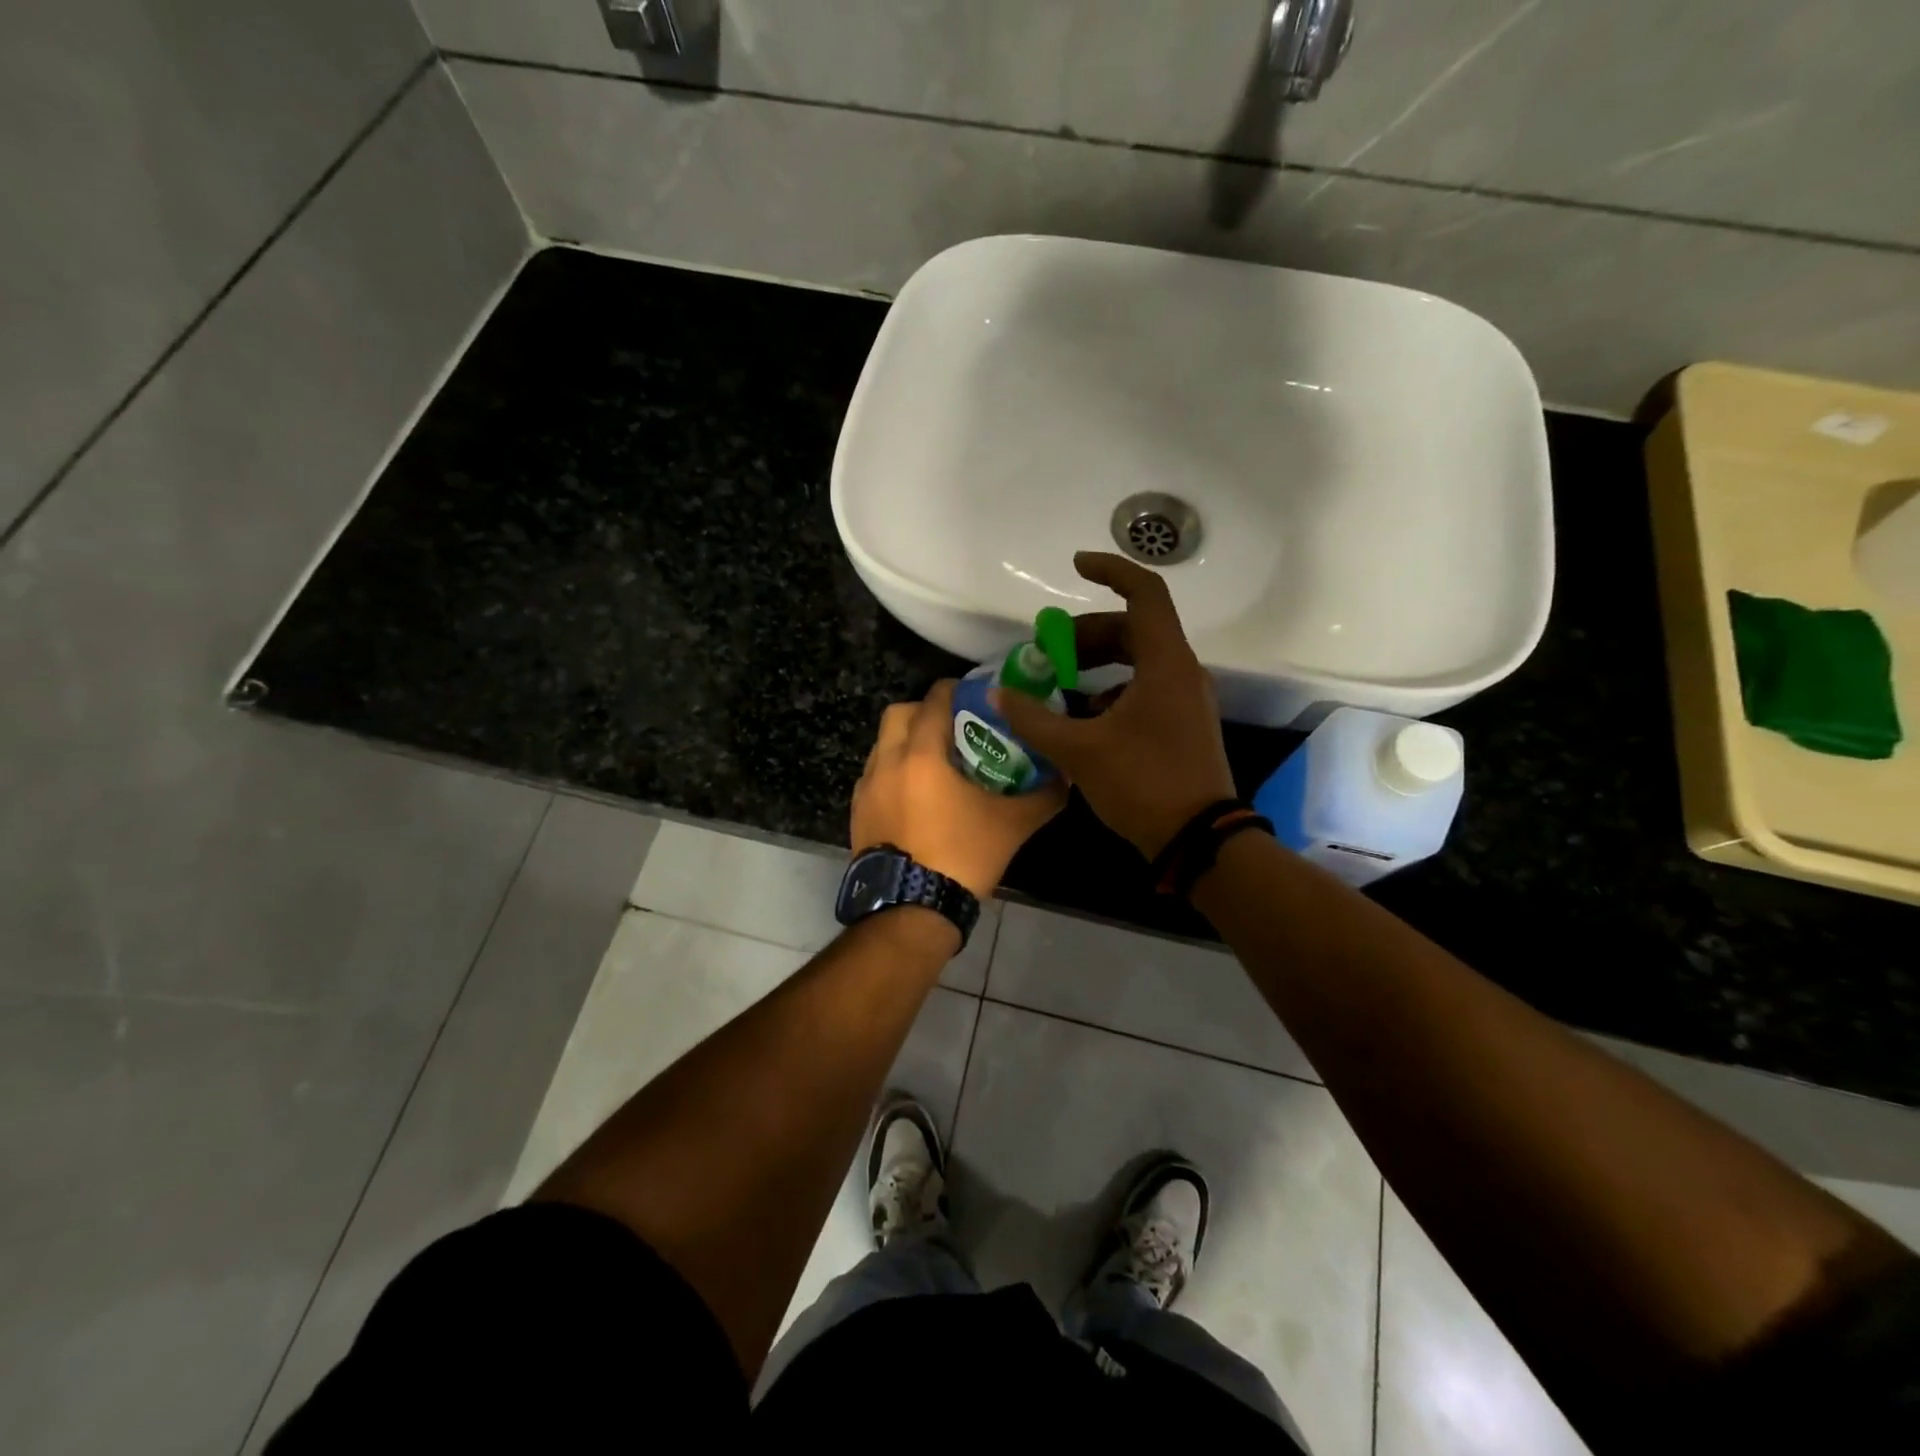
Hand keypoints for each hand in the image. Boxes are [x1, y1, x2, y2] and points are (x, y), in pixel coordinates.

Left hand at [851, 680, 1066, 899]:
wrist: (910, 910)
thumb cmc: (961, 857)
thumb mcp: (1011, 825)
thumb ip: (1043, 796)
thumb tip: (1067, 776)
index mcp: (921, 756)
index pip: (934, 701)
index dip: (955, 690)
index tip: (974, 695)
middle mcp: (887, 763)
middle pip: (899, 714)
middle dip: (924, 711)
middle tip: (953, 727)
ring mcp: (866, 789)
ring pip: (882, 745)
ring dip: (906, 742)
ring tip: (936, 763)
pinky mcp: (857, 814)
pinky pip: (874, 776)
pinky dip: (893, 772)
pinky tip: (916, 796)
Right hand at [992, 552, 1234, 858]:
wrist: (1198, 840)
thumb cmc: (1142, 783)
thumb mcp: (1080, 750)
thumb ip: (1035, 718)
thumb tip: (997, 695)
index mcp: (1165, 663)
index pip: (1144, 593)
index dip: (1110, 570)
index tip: (1074, 566)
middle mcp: (1181, 671)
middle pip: (1133, 628)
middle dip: (1085, 634)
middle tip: (1048, 653)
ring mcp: (1186, 699)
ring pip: (1138, 659)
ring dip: (1097, 663)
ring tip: (1060, 683)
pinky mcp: (1183, 723)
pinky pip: (1145, 687)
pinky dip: (1112, 689)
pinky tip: (1085, 717)